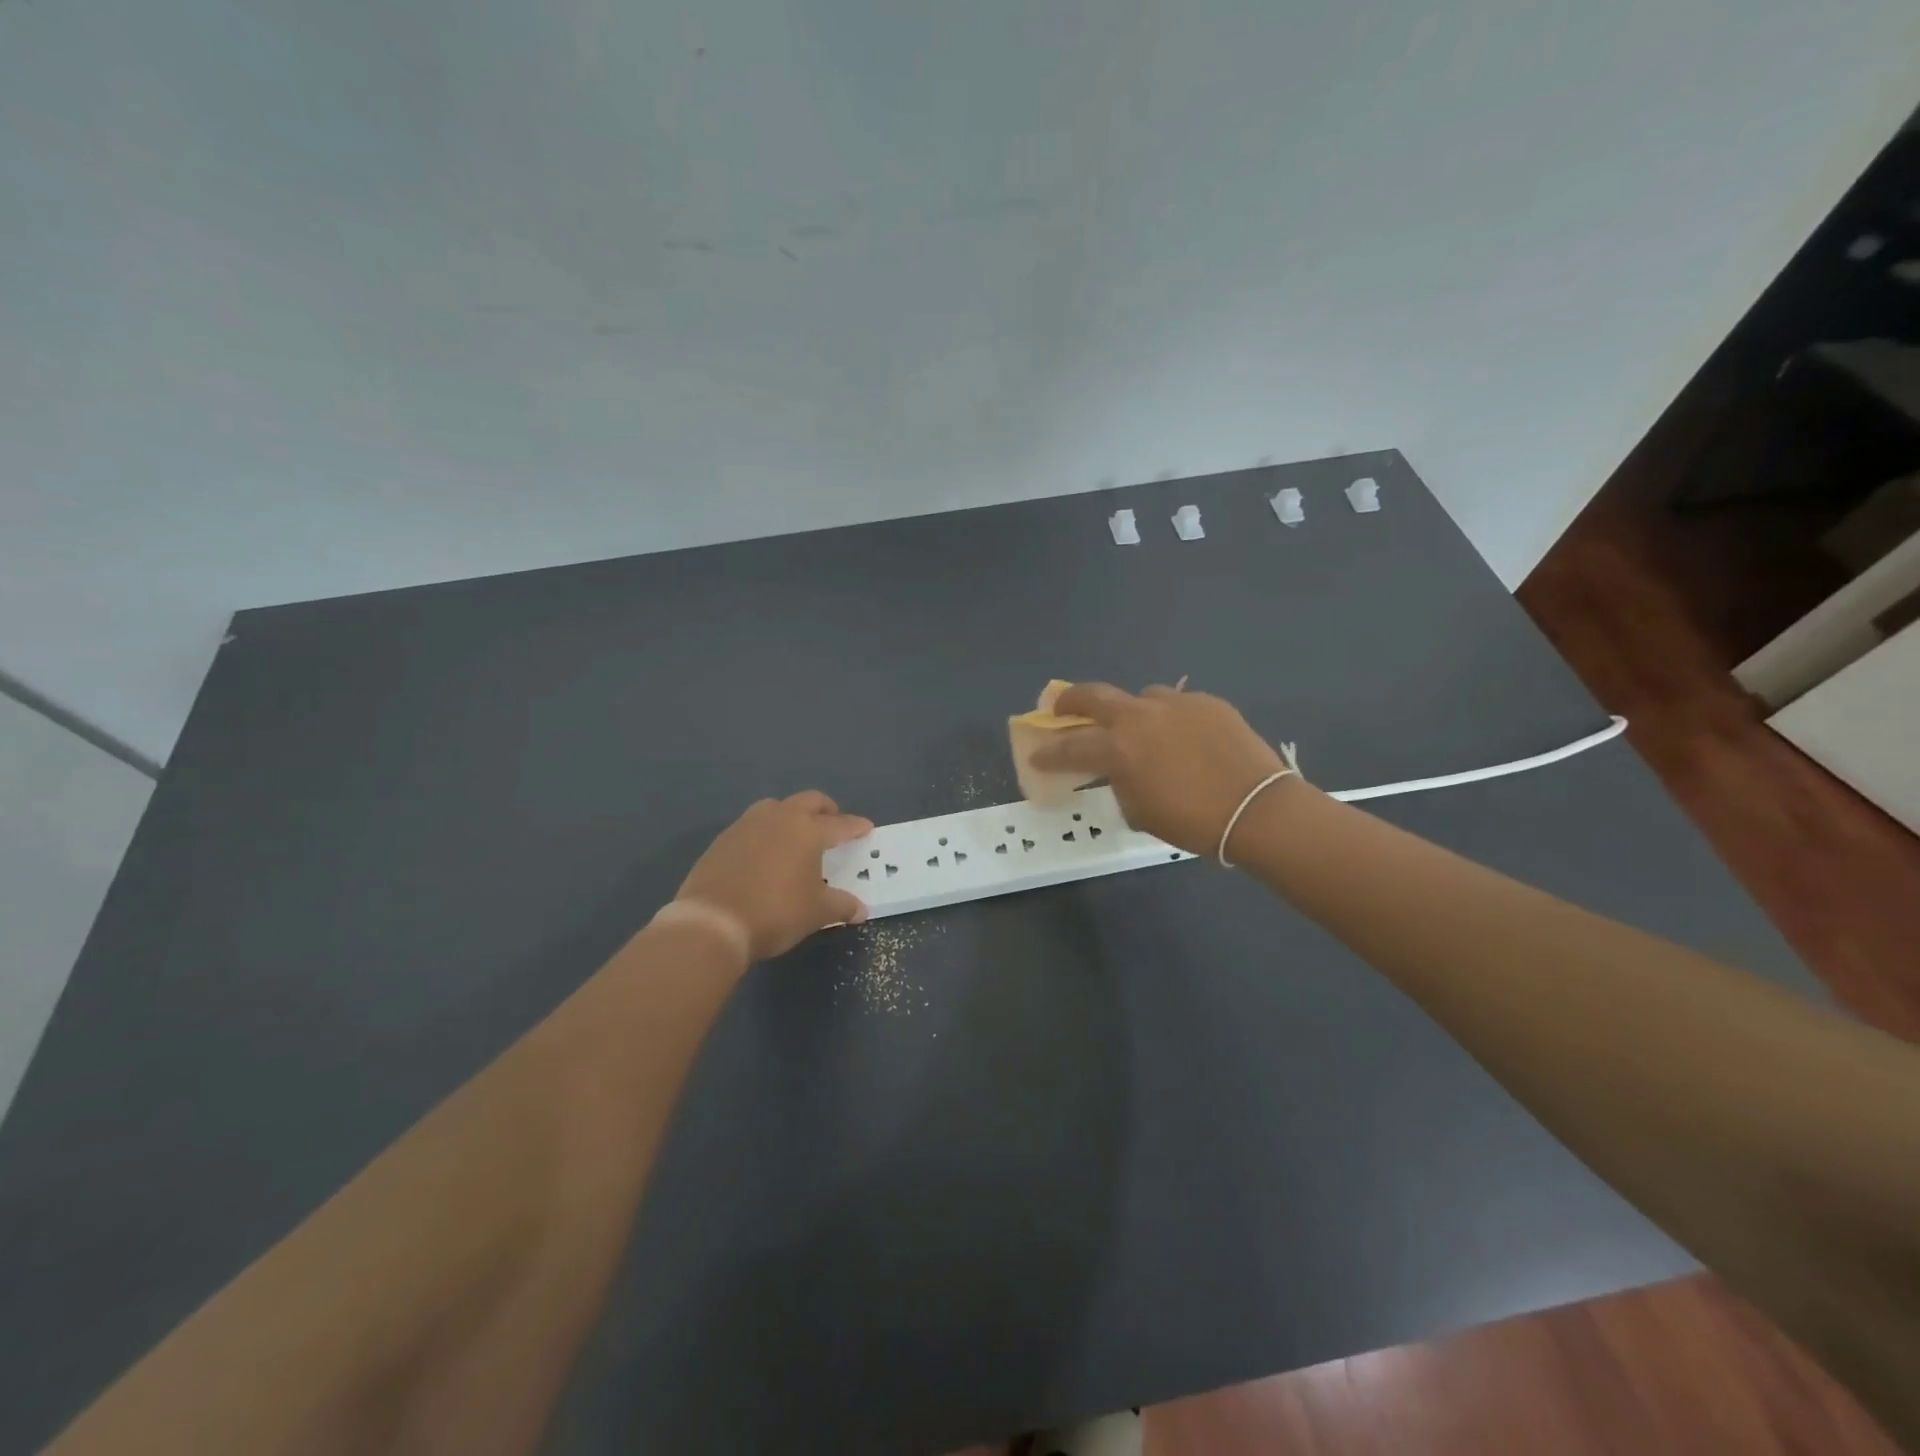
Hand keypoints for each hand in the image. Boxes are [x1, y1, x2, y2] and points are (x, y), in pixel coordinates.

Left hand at [676, 792, 872, 959]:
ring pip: (776, 807)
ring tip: (796, 836)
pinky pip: (752, 826)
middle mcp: (779, 818)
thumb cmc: (775, 913)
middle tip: (833, 824)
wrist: (712, 923)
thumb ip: (841, 906)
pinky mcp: (722, 839)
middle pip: (808, 801)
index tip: (866, 828)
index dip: (856, 827)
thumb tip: (860, 910)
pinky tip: (765, 854)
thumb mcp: (816, 913)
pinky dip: (765, 833)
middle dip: (825, 810)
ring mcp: (746, 825)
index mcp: (807, 830)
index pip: (840, 824)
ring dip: (791, 816)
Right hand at [1029, 683, 1298, 856]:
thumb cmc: (1193, 822)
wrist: (1258, 809)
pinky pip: (1178, 705)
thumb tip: (1119, 772)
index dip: (1049, 754)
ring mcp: (1176, 703)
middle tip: (1060, 707)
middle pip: (1093, 695)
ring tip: (1140, 730)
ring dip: (1131, 712)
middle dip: (1069, 700)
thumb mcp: (1141, 811)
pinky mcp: (1207, 702)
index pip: (1070, 747)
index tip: (1036, 757)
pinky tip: (1184, 738)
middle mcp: (1140, 716)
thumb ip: (1120, 784)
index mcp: (1119, 748)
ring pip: (1141, 697)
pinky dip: (1170, 719)